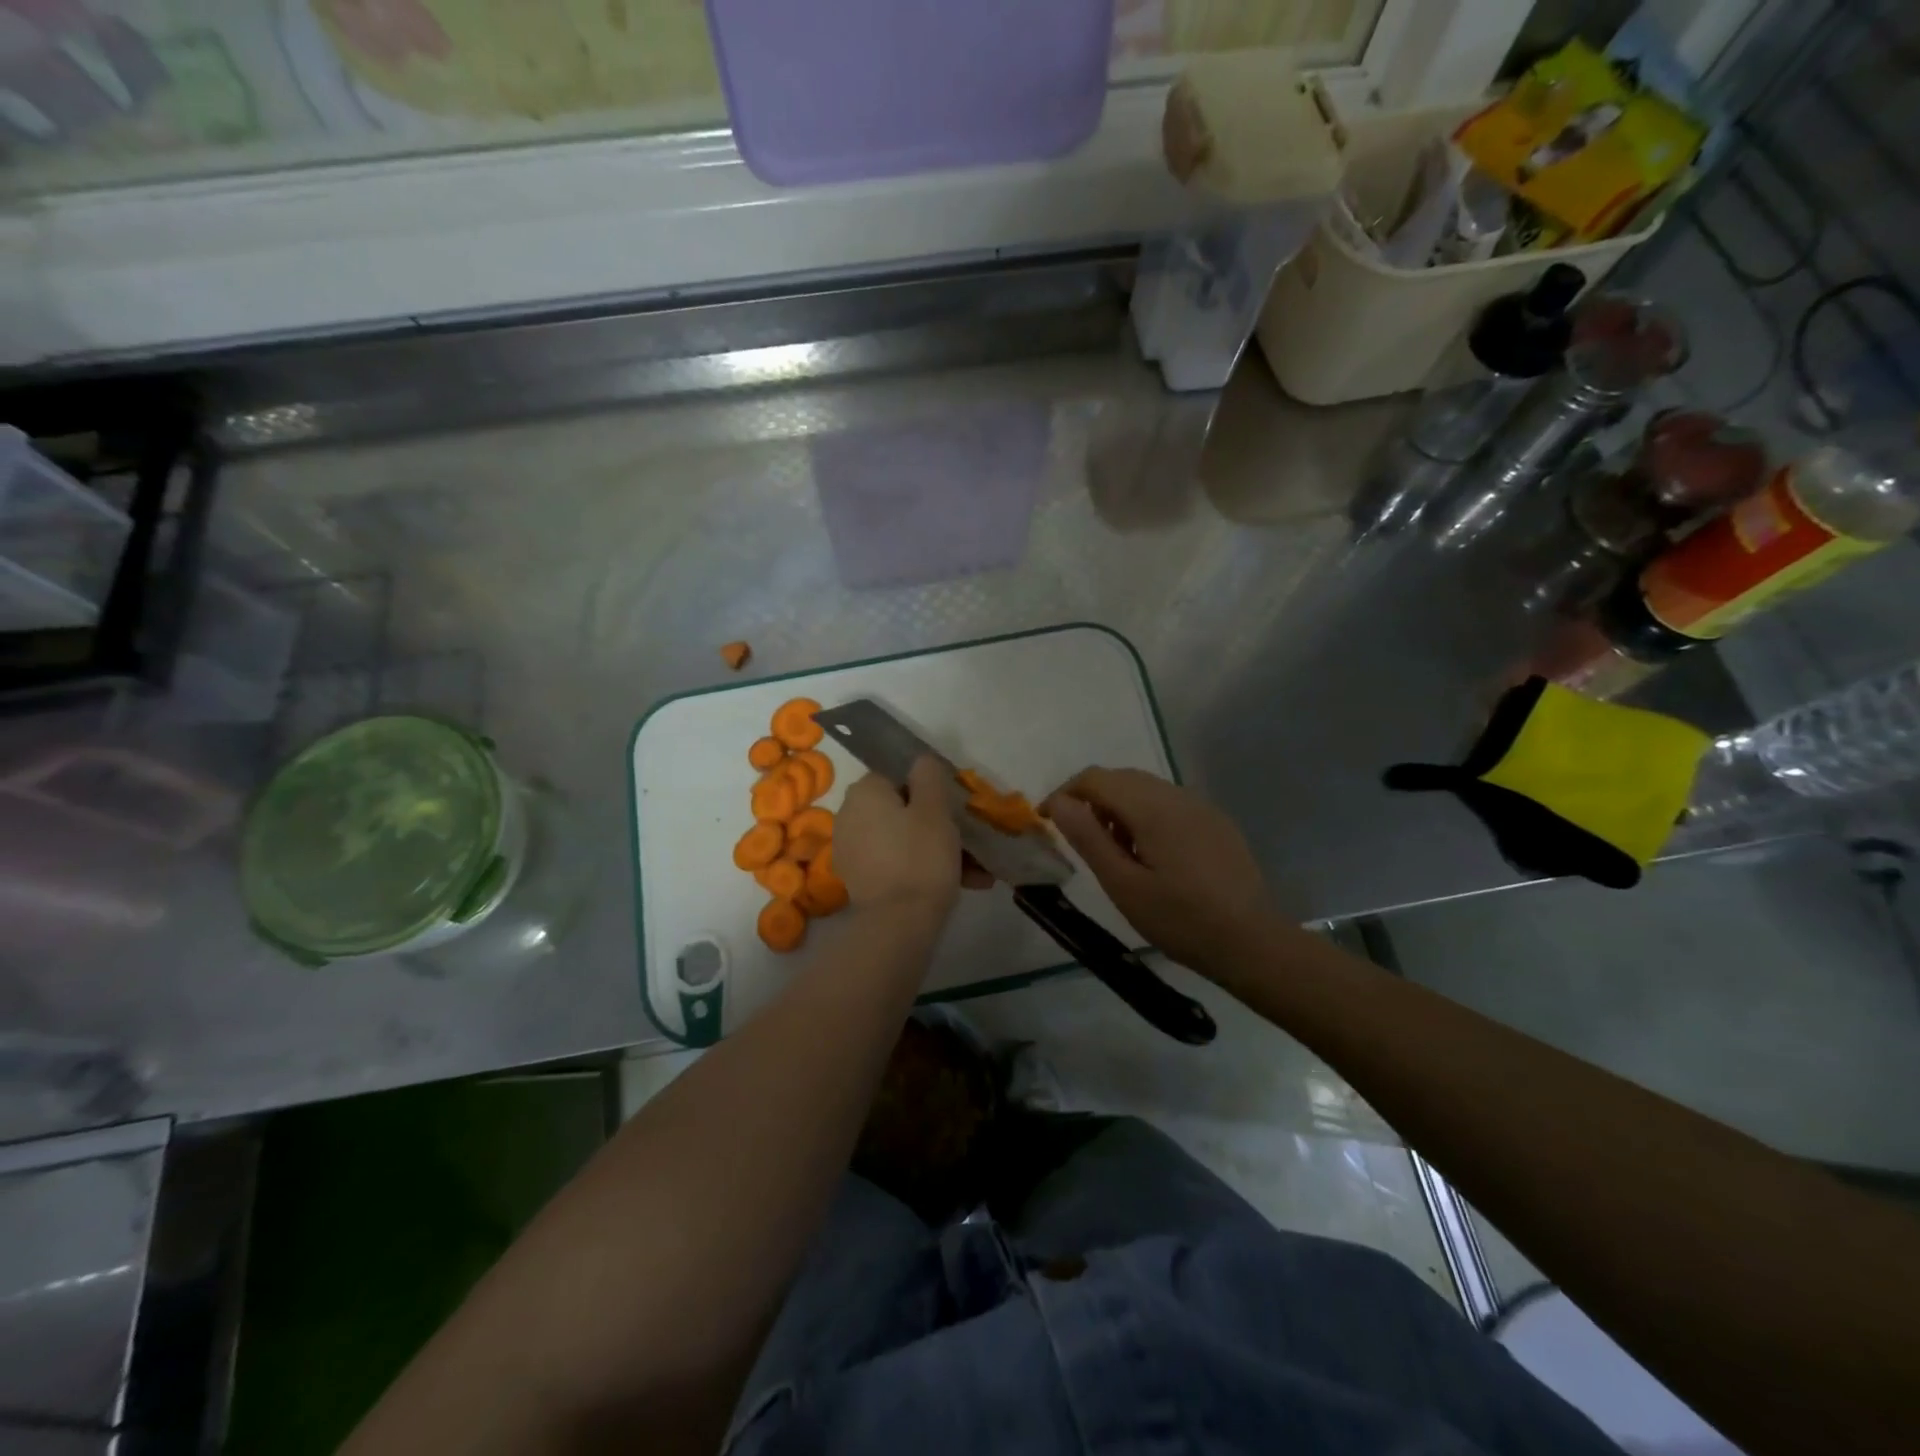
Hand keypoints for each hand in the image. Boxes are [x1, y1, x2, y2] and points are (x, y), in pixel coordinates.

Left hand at [835, 758, 986, 918]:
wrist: (898, 924)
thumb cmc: (920, 857)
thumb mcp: (935, 808)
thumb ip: (929, 776)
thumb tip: (921, 762)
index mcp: (864, 792)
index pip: (899, 776)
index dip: (930, 791)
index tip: (955, 810)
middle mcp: (849, 816)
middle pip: (902, 810)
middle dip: (939, 825)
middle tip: (970, 842)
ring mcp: (852, 850)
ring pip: (904, 839)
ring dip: (937, 850)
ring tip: (975, 872)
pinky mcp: (860, 880)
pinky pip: (898, 863)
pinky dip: (923, 869)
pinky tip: (960, 885)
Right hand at [1043, 768, 1273, 976]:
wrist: (1252, 942)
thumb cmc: (1180, 919)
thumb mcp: (1123, 885)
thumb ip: (1088, 838)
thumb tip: (1059, 803)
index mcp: (1152, 807)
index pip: (1095, 778)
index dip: (1064, 794)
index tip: (1048, 822)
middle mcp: (1176, 795)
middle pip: (1120, 778)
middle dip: (1091, 800)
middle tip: (1080, 840)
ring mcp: (1200, 805)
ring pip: (1145, 788)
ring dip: (1118, 807)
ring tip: (1114, 852)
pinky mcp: (1215, 821)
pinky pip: (1168, 803)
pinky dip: (1145, 815)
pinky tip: (1150, 855)